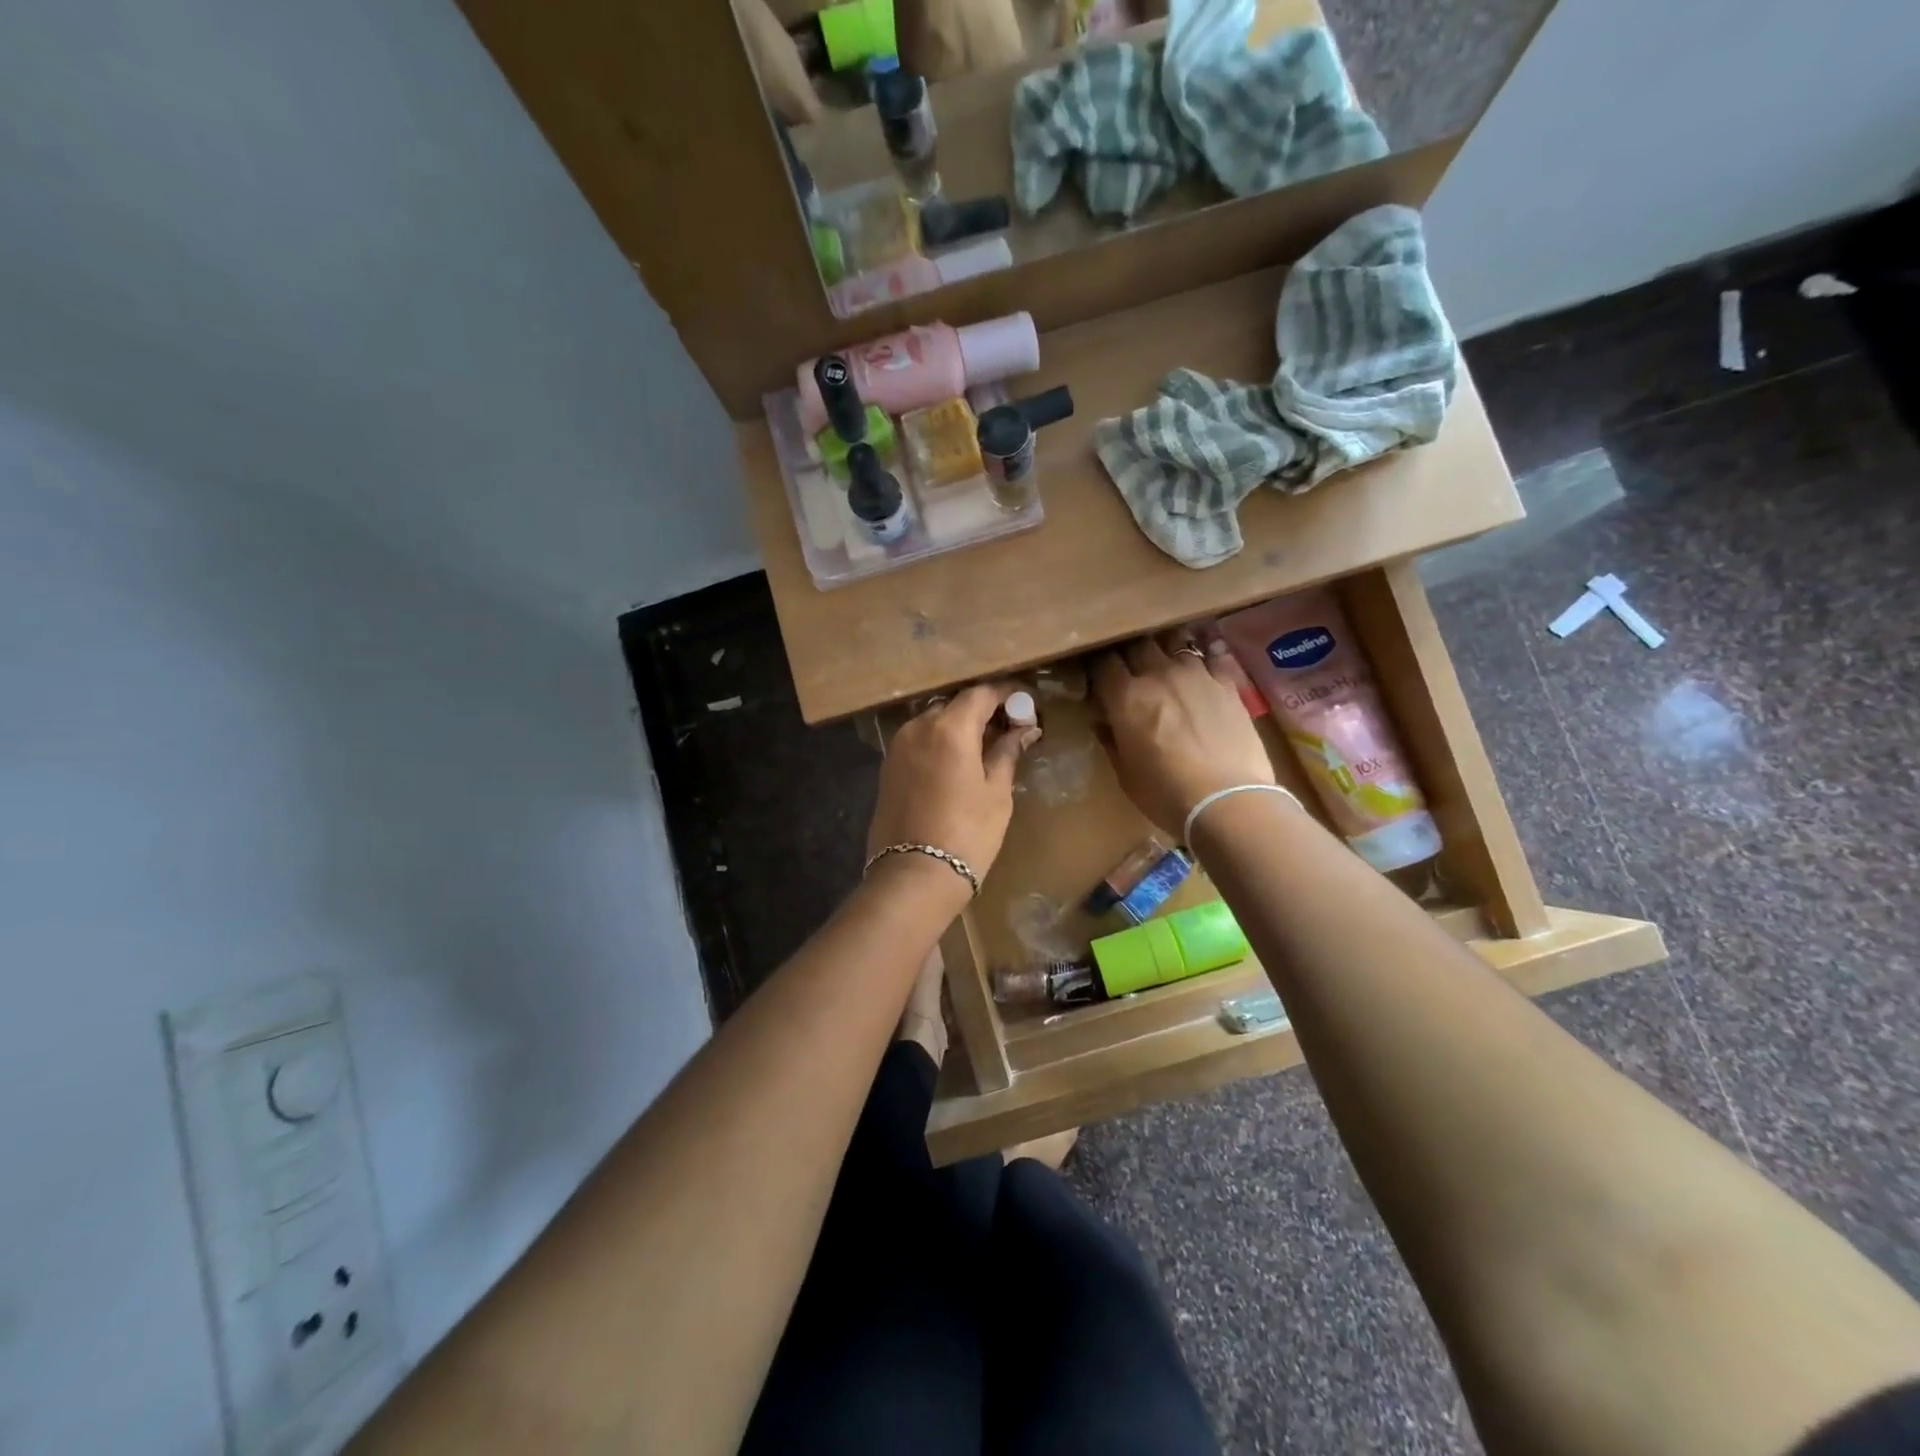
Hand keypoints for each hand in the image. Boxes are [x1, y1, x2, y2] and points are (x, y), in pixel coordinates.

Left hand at [866, 683, 1040, 888]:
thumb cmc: (967, 834)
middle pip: (954, 706)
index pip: (980, 694)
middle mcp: (919, 727)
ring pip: (934, 722)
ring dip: (958, 727)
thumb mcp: (996, 794)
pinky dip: (939, 743)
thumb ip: (1007, 753)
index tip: (1024, 705)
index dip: (1005, 695)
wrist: (914, 875)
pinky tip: (956, 764)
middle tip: (1007, 728)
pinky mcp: (887, 767)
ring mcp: (898, 746)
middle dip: (981, 711)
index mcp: (950, 728)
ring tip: (983, 748)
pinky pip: (918, 742)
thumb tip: (1023, 730)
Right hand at [1093, 634, 1274, 836]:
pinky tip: (1201, 670)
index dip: (1098, 666)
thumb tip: (1104, 723)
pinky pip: (1211, 657)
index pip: (1103, 663)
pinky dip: (1202, 660)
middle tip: (1130, 669)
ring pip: (1174, 643)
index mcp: (1126, 697)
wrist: (1227, 801)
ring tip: (1166, 665)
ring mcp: (1196, 674)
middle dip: (1129, 654)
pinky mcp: (1227, 683)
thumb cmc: (1166, 795)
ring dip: (1165, 652)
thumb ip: (1112, 741)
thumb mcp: (1125, 774)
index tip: (1098, 676)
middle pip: (1136, 644)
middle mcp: (1158, 674)